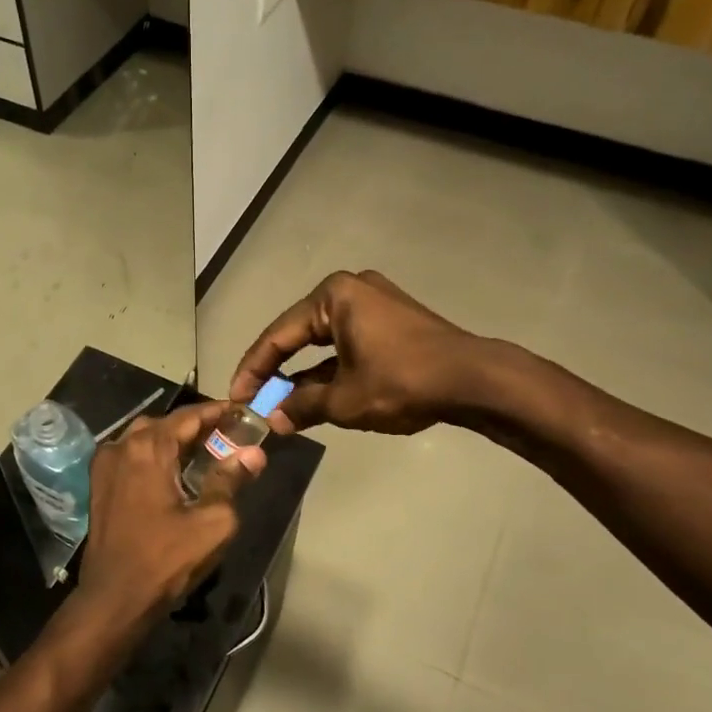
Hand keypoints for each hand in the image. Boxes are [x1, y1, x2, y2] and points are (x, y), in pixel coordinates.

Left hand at [73, 402, 265, 625]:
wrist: (114, 598)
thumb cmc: (166, 559)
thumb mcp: (212, 521)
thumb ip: (231, 480)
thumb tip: (253, 453)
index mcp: (148, 448)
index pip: (188, 416)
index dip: (217, 411)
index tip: (241, 412)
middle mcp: (121, 446)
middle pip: (165, 424)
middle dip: (196, 426)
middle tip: (226, 436)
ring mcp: (105, 465)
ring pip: (144, 438)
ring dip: (173, 440)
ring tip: (202, 453)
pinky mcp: (99, 485)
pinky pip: (130, 455)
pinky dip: (153, 455)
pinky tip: (171, 472)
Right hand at [229, 270, 479, 435]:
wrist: (474, 380)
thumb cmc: (402, 381)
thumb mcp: (345, 400)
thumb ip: (302, 406)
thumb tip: (273, 420)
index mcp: (333, 297)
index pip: (278, 335)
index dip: (253, 369)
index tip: (237, 397)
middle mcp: (350, 291)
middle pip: (299, 334)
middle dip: (277, 371)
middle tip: (255, 399)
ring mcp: (374, 304)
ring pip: (324, 342)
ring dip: (304, 375)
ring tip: (282, 405)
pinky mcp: (392, 321)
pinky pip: (348, 344)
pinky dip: (331, 369)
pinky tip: (316, 396)